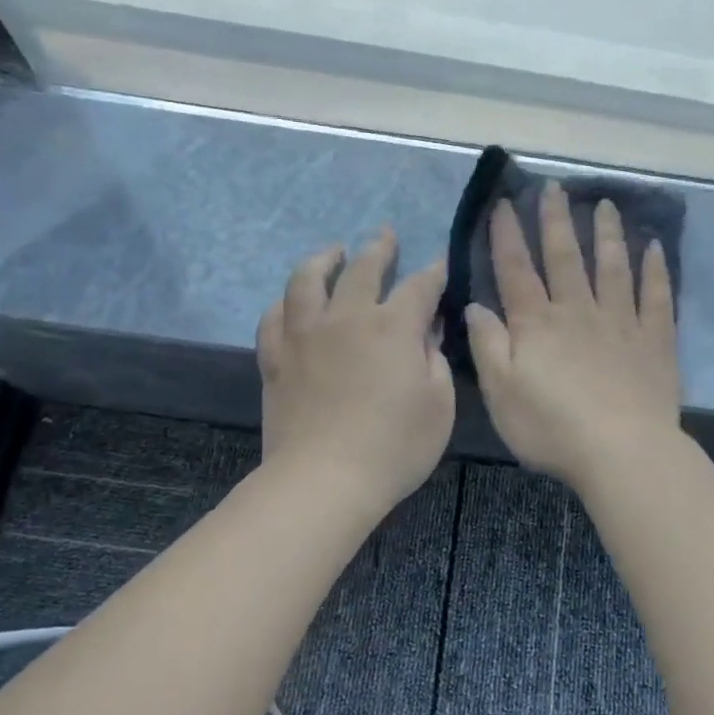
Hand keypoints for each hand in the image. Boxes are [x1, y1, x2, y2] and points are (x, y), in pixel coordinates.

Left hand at [256, 229, 454, 513]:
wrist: (324, 479)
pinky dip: (284, 302)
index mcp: (393, 327)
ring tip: (331, 252)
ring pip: (307, 279)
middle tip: (385, 235)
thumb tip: (428, 330)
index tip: (440, 263)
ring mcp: (304, 334)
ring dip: (322, 259)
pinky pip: (274, 316)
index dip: (434, 272)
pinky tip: (291, 302)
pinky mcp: (275, 357)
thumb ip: (435, 358)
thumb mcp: (439, 405)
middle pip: (363, 268)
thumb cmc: (395, 446)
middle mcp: (347, 317)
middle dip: (379, 248)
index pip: (419, 286)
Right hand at [465, 182, 680, 489]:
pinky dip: (655, 270)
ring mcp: (620, 322)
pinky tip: (654, 247)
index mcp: (537, 324)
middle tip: (554, 186)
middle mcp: (578, 311)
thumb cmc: (551, 428)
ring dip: (606, 233)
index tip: (504, 202)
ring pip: (612, 267)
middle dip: (556, 220)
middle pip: (564, 257)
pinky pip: (656, 297)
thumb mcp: (501, 392)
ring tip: (605, 204)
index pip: (516, 270)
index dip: (508, 235)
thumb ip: (487, 344)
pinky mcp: (655, 341)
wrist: (622, 451)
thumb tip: (477, 304)